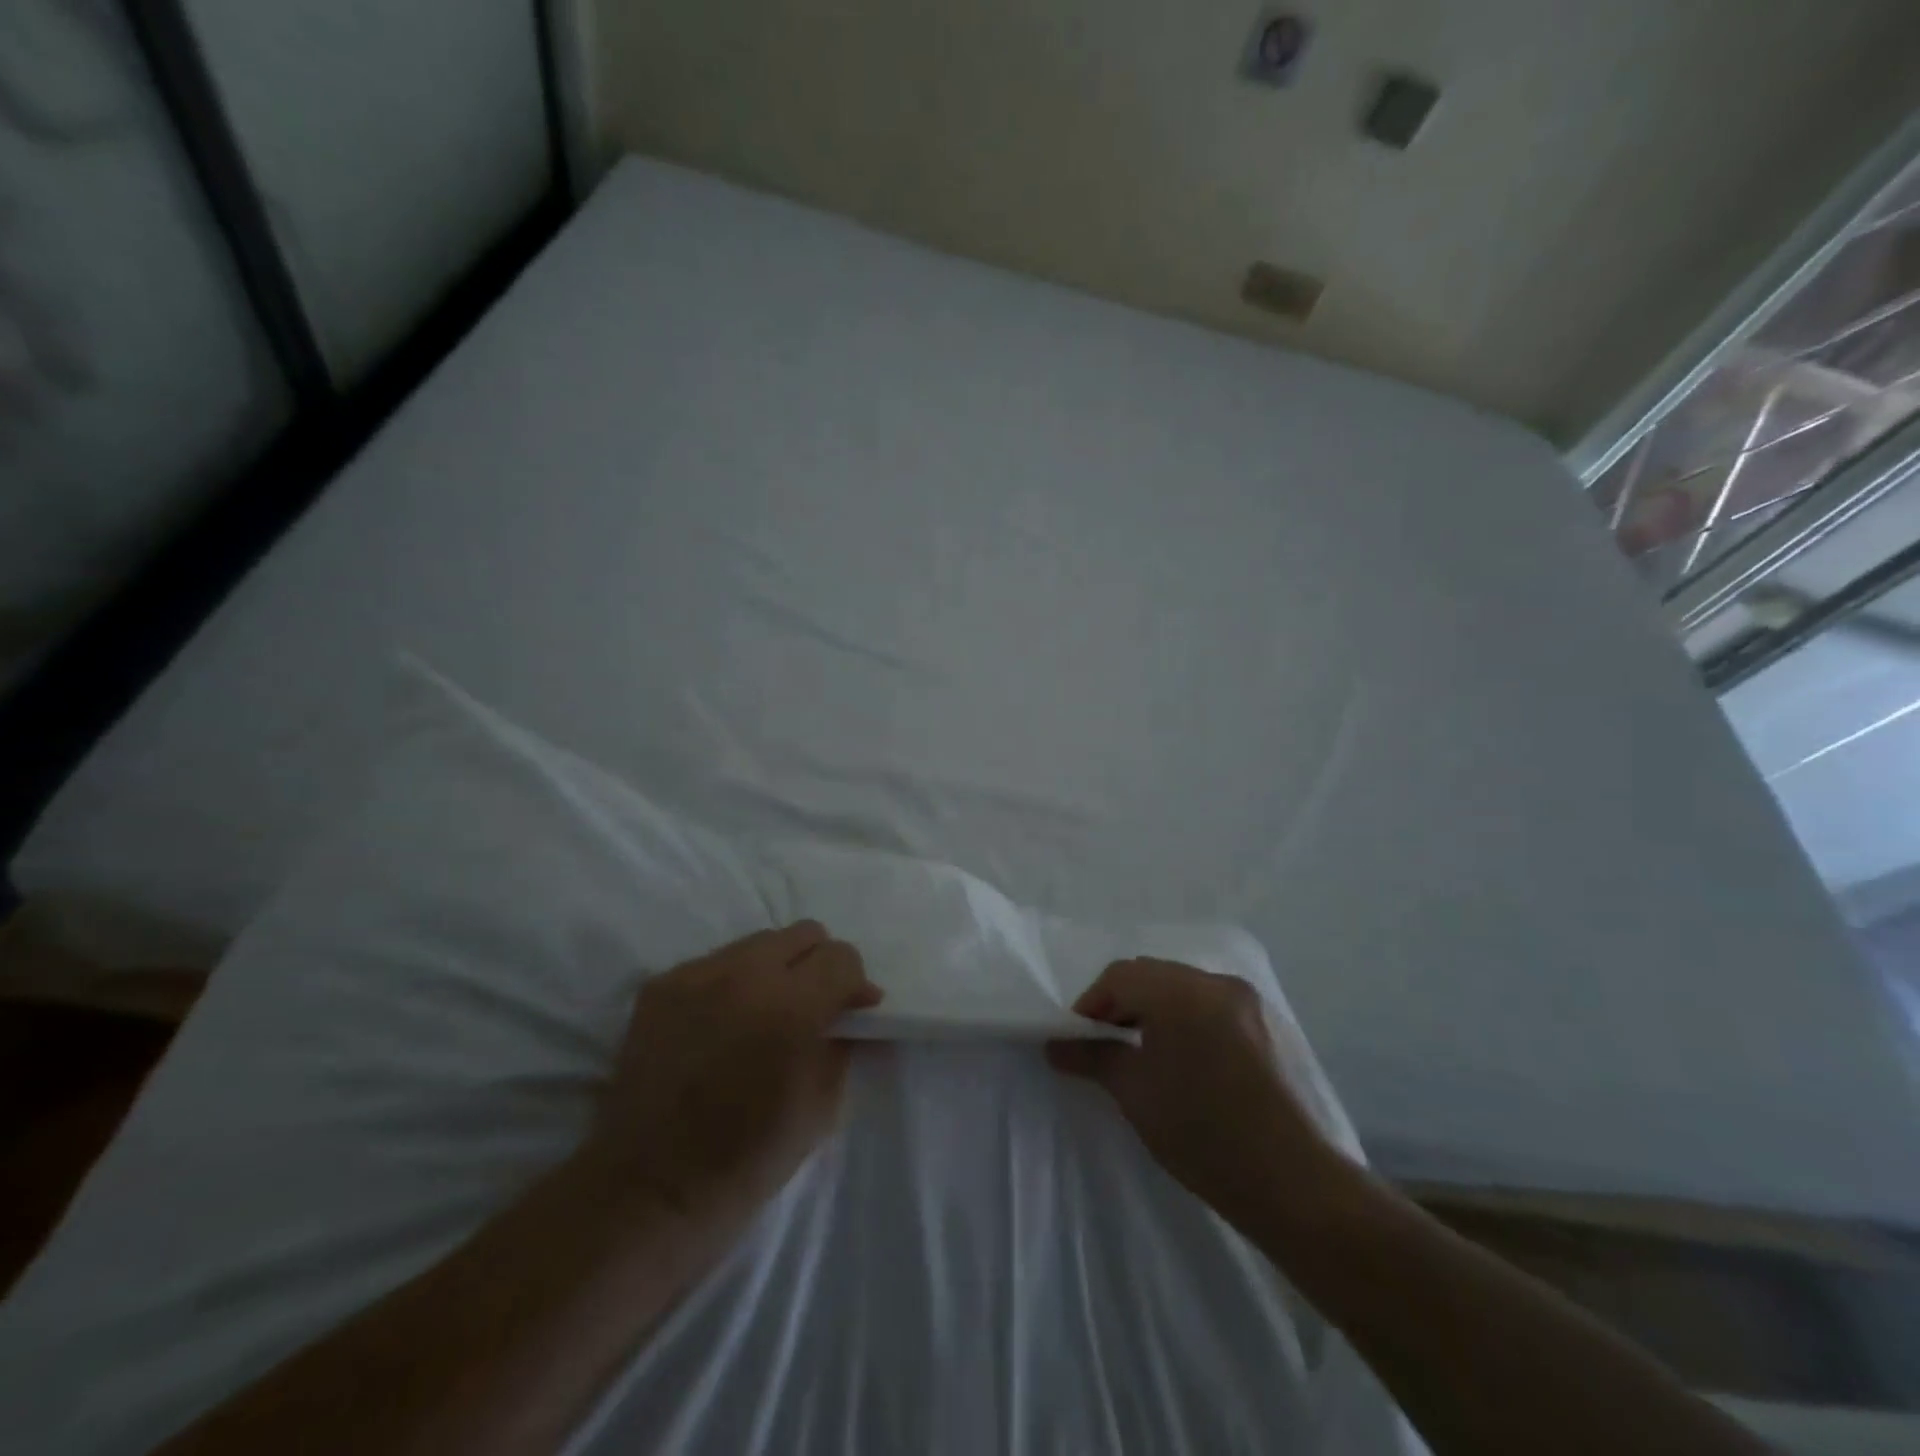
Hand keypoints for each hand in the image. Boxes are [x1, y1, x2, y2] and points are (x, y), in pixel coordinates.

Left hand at [582, 922, 881, 1224]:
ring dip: (774, 970)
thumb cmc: (747, 1159)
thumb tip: (857, 1012)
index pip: (841, 957)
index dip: (853, 983)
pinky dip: (731, 984)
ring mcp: (696, 975)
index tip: (850, 1011)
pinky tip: (722, 1024)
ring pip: (757, 943)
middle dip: (817, 966)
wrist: (648, 1190)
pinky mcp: (660, 985)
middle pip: (803, 934)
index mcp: (791, 1008)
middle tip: (812, 1006)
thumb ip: (843, 1044)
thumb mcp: (821, 1107)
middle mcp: (744, 975)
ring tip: (763, 1014)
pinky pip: (714, 963)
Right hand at [1047, 958, 1336, 1229]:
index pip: (1120, 976)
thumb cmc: (1201, 1133)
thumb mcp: (1135, 1092)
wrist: (1292, 1183)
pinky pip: (1208, 1004)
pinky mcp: (1263, 1024)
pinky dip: (1183, 1017)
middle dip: (1121, 1003)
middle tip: (1103, 1044)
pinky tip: (1178, 1057)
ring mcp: (1245, 1000)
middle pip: (1151, 975)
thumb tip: (1054, 1046)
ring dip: (1152, 1009)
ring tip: (1138, 1052)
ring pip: (1180, 987)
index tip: (1078, 1039)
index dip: (1091, 1003)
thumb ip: (1092, 1057)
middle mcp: (1215, 982)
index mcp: (1181, 991)